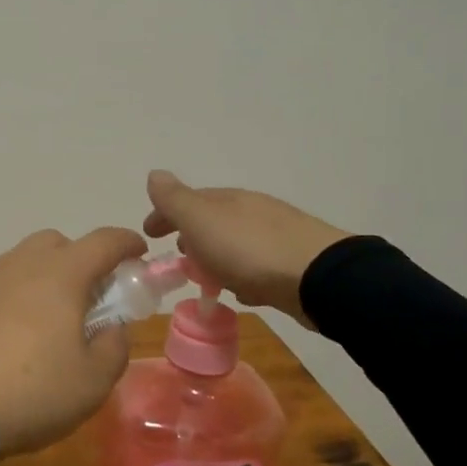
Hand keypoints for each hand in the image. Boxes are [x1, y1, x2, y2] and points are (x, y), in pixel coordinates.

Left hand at [0, 226, 147, 455]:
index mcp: (62, 274)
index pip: (103, 241)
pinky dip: (16, 296)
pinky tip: (15, 334)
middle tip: (91, 297)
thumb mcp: (93, 381)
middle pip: (58, 243)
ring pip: (25, 261)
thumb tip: (111, 327)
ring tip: (51, 321)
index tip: (139, 254)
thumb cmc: (33, 391)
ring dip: (46, 277)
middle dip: (81, 259)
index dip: (127, 243)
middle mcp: (23, 265)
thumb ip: (114, 346)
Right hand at [142, 170, 347, 327]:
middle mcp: (252, 211)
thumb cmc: (249, 249)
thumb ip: (174, 199)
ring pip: (234, 243)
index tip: (148, 234)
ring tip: (206, 280)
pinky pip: (256, 266)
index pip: (187, 200)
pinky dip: (242, 274)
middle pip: (213, 220)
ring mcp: (276, 236)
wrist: (318, 278)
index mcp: (227, 199)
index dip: (164, 214)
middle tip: (177, 257)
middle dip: (191, 235)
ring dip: (216, 256)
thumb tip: (154, 173)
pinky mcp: (293, 264)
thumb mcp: (200, 220)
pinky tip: (242, 292)